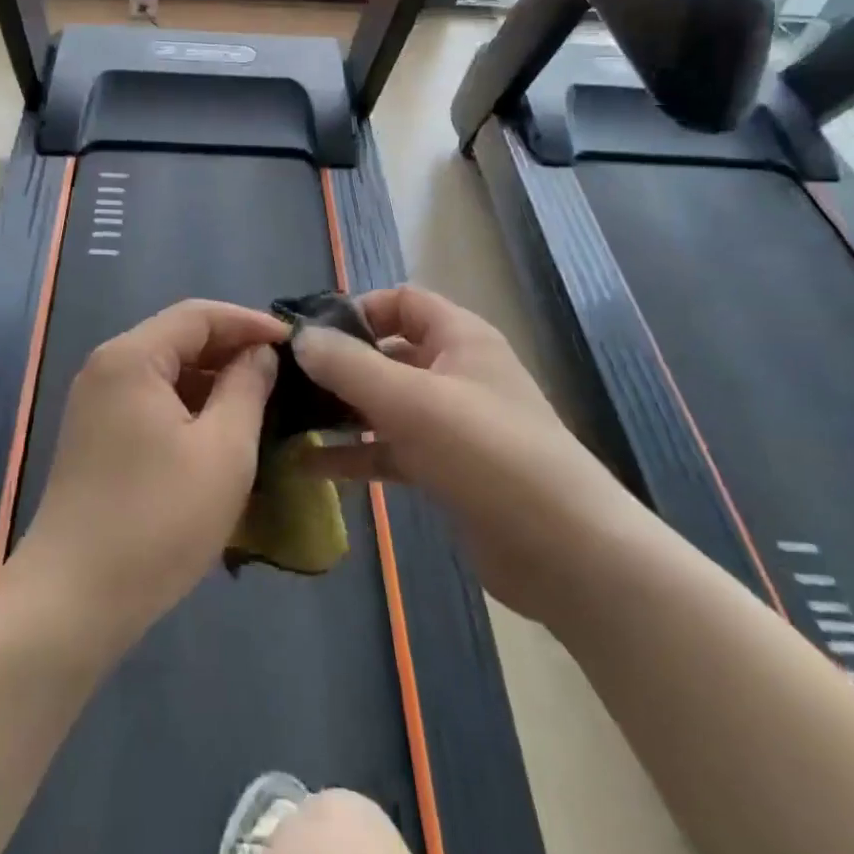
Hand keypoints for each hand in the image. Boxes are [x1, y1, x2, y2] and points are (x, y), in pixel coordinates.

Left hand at [11, 300, 285, 651]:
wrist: (74, 601)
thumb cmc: (158, 520)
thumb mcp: (222, 450)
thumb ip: (247, 388)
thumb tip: (259, 354)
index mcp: (132, 357)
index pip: (199, 315)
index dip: (250, 322)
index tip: (295, 344)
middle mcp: (107, 367)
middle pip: (178, 338)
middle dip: (232, 350)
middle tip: (283, 374)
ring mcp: (95, 403)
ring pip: (165, 372)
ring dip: (212, 381)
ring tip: (261, 402)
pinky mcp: (95, 436)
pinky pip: (150, 401)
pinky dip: (188, 407)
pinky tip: (219, 433)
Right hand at [291, 285, 637, 620]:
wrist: (566, 552)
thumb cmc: (488, 453)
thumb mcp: (411, 401)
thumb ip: (349, 365)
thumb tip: (299, 337)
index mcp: (459, 338)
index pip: (401, 301)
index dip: (357, 310)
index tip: (311, 336)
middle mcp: (455, 372)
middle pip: (388, 352)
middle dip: (340, 364)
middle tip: (287, 382)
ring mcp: (451, 423)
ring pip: (385, 403)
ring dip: (341, 410)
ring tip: (288, 420)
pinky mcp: (445, 469)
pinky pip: (390, 449)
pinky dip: (355, 453)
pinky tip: (309, 466)